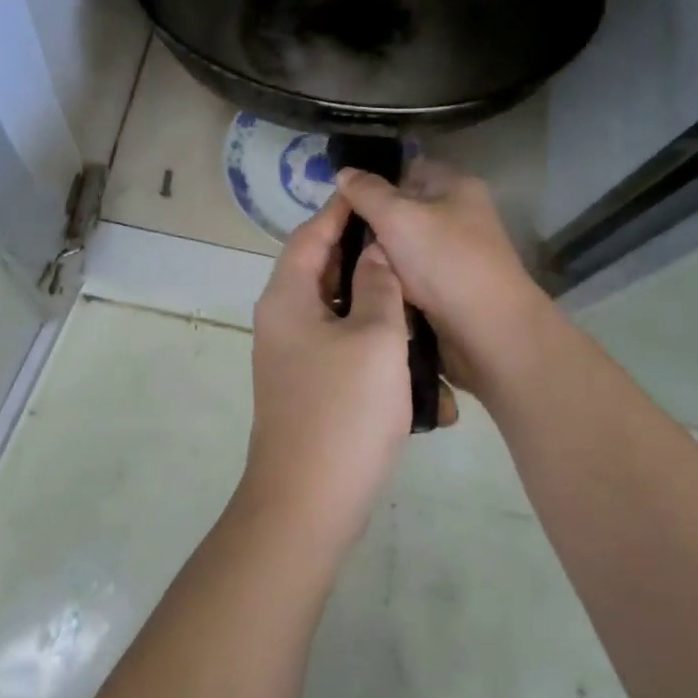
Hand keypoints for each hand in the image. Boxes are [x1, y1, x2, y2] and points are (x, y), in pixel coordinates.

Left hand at [241, 195, 411, 551]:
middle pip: (322, 269)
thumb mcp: (376, 338)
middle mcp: (281, 319)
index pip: (312, 234)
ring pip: (337, 309)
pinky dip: (372, 340)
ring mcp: (292, 355)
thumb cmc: (343, 411)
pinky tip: (408, 351)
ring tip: (416, 294)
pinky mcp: (308, 385)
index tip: (374, 193)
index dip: (342, 211)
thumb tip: (377, 251)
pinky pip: (341, 345)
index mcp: (287, 296)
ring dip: (375, 303)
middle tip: (408, 244)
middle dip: (365, 257)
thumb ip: (379, 286)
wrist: (306, 505)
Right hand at [333, 161, 557, 405]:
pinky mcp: (451, 289)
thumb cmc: (444, 261)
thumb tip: (344, 172)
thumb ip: (366, 192)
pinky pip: (412, 278)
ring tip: (347, 270)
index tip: (341, 203)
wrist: (489, 332)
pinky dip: (394, 284)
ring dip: (380, 260)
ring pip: (403, 249)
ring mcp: (457, 255)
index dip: (374, 184)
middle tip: (338, 241)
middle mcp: (459, 216)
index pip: (407, 170)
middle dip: (372, 227)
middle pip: (403, 212)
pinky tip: (371, 291)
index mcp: (456, 186)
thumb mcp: (397, 216)